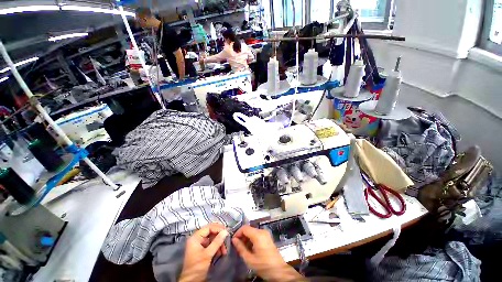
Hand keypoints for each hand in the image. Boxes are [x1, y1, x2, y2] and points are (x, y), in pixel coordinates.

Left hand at [179, 223, 228, 281]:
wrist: (191, 281)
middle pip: (210, 232)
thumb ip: (217, 242)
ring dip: (219, 243)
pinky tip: (221, 252)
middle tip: (227, 238)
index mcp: (195, 237)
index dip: (218, 228)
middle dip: (219, 236)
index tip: (226, 231)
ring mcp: (199, 244)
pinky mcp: (202, 249)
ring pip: (212, 238)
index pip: (208, 228)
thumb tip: (226, 231)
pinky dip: (217, 247)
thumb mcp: (208, 254)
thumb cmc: (197, 267)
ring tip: (224, 250)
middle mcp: (197, 238)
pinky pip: (211, 244)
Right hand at [232, 225, 304, 281]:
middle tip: (237, 246)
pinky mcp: (267, 237)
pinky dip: (252, 239)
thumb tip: (234, 240)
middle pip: (249, 229)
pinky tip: (250, 248)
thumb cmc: (264, 265)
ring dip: (246, 238)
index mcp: (258, 235)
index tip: (234, 241)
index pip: (244, 228)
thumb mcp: (250, 259)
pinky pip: (257, 234)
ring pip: (252, 231)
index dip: (237, 233)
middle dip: (242, 236)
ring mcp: (266, 233)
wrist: (279, 271)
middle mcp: (262, 231)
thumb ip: (241, 248)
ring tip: (243, 248)